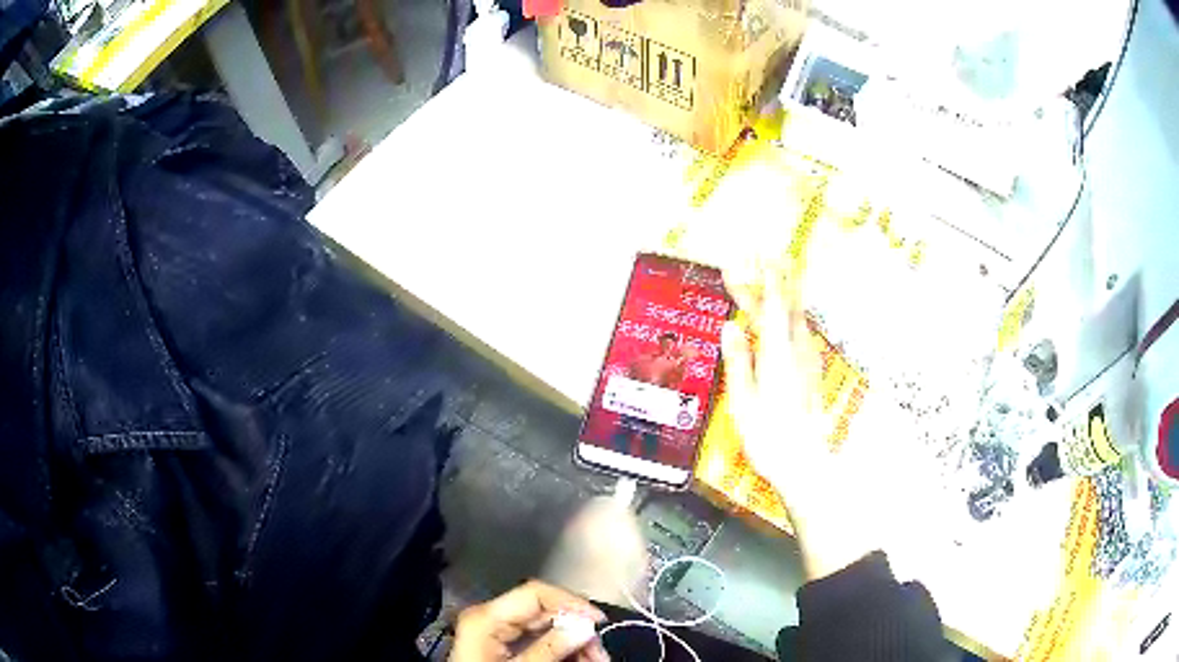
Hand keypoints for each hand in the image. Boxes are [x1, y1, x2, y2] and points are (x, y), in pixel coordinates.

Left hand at [449, 580, 609, 661]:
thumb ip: (549, 648)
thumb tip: (585, 625)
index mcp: (487, 616)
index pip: (535, 592)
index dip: (571, 601)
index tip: (599, 622)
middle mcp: (490, 616)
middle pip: (543, 610)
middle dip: (576, 628)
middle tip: (600, 653)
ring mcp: (495, 630)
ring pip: (545, 626)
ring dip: (573, 641)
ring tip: (594, 660)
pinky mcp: (501, 645)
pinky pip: (537, 639)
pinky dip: (560, 650)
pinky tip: (578, 660)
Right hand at [722, 264, 872, 579]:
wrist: (805, 464)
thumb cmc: (769, 437)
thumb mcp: (744, 401)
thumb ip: (739, 360)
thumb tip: (731, 325)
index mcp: (777, 355)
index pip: (771, 306)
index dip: (763, 277)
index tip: (756, 253)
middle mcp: (797, 352)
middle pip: (787, 306)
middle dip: (777, 278)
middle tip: (766, 256)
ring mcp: (808, 362)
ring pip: (798, 318)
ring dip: (786, 295)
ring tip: (778, 277)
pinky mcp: (812, 373)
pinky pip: (801, 333)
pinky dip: (791, 316)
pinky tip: (788, 320)